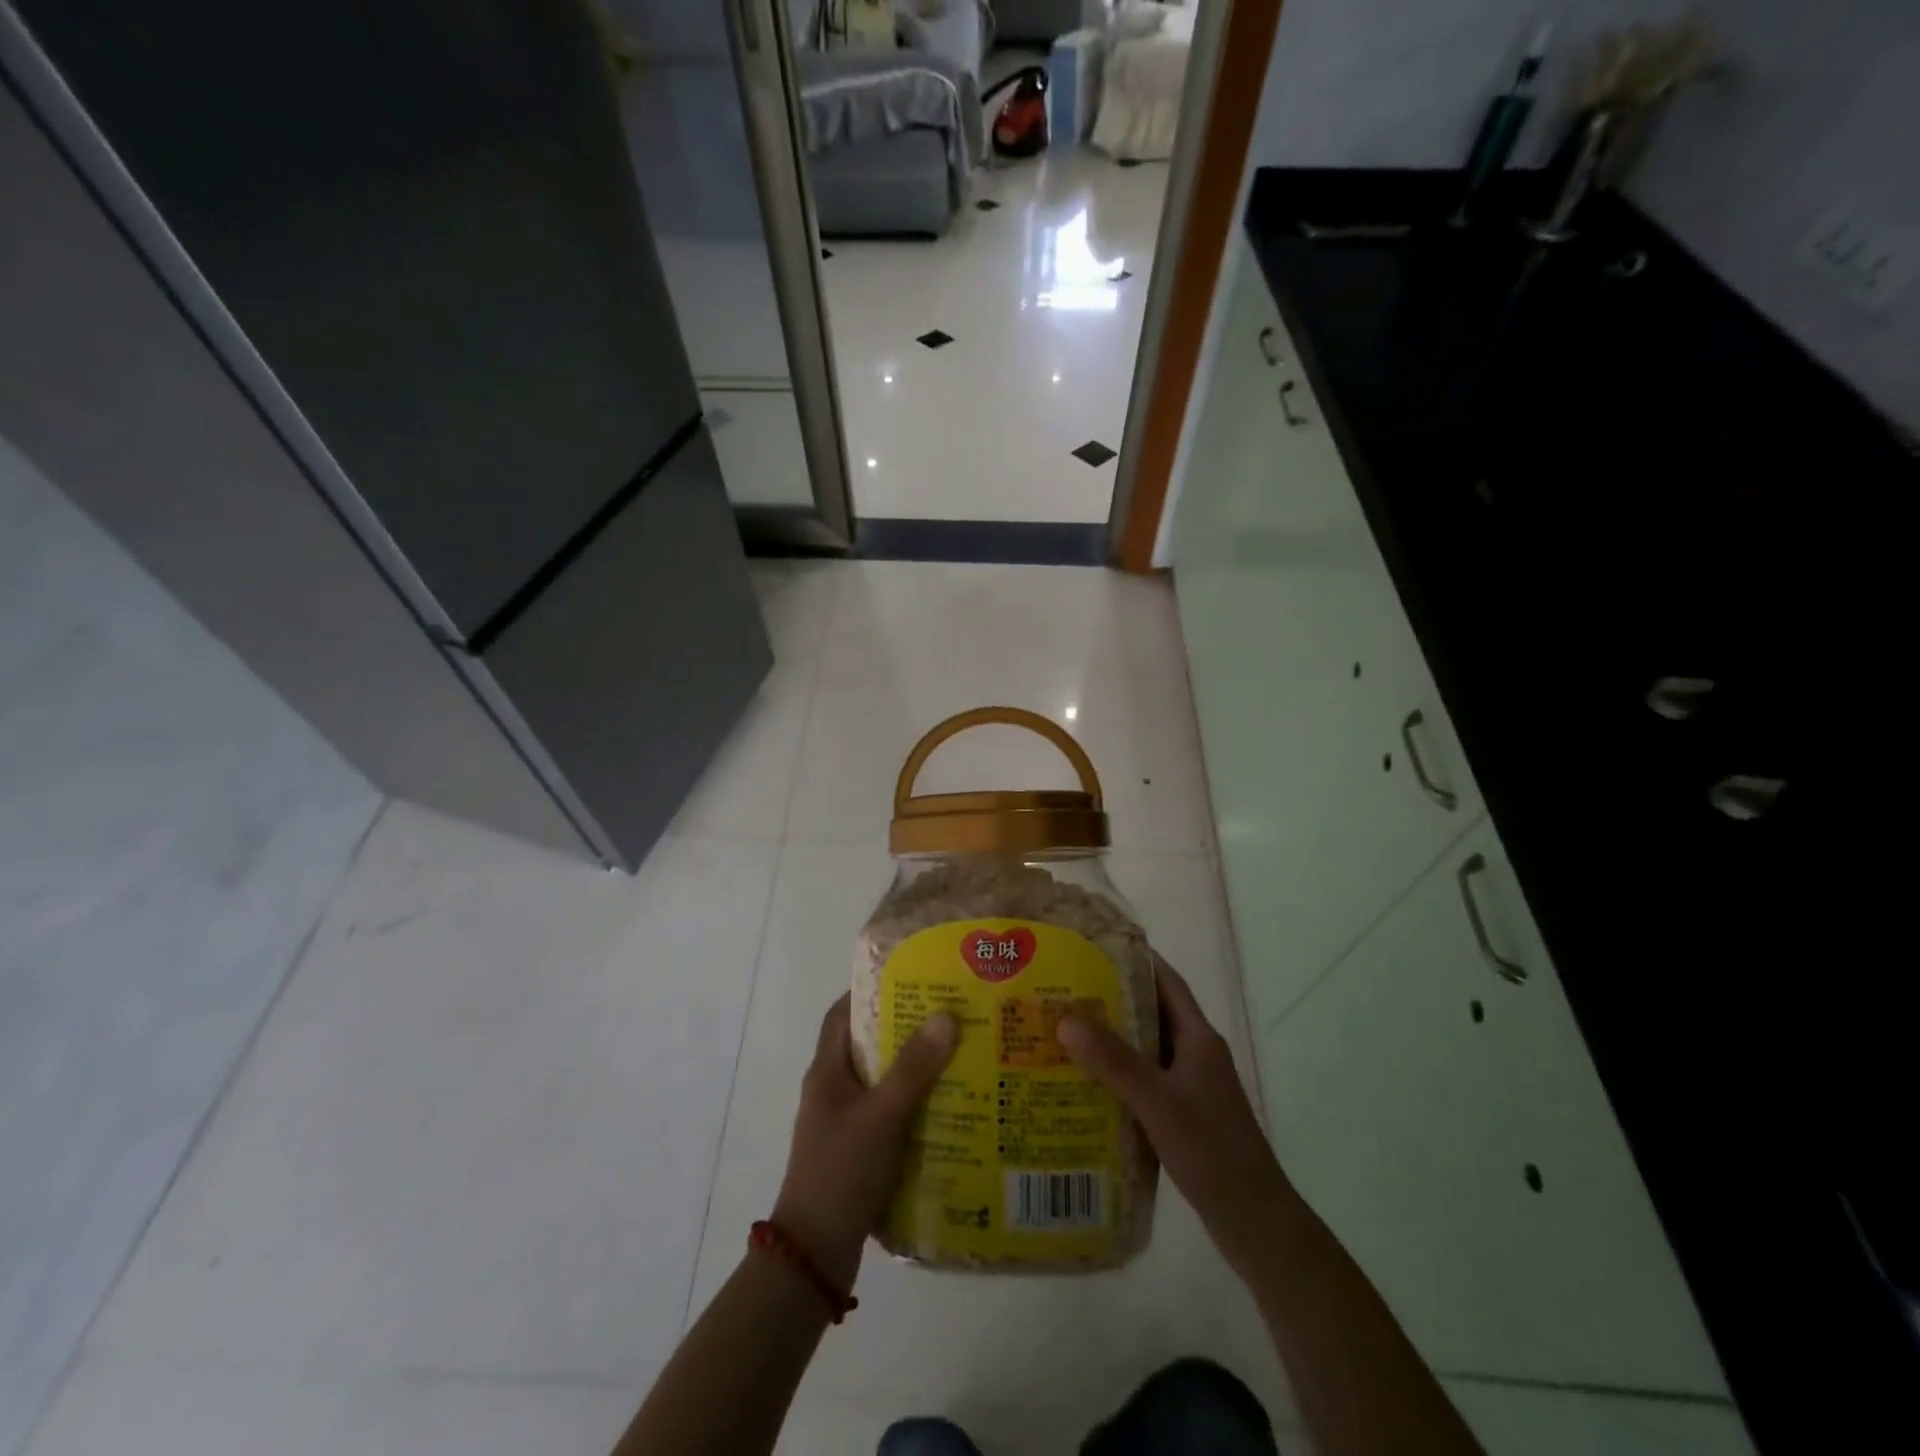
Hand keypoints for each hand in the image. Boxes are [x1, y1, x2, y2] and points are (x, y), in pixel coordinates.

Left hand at [770, 995, 957, 1288]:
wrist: (813, 1254)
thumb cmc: (841, 1171)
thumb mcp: (881, 1115)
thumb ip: (913, 1068)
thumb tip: (945, 1015)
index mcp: (827, 1071)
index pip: (842, 1014)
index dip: (869, 992)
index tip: (909, 980)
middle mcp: (832, 1090)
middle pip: (868, 1045)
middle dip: (904, 1029)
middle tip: (947, 1016)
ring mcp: (843, 1122)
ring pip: (881, 1081)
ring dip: (913, 1069)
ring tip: (957, 1056)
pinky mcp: (857, 1150)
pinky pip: (888, 1113)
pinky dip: (913, 1105)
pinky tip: (947, 1108)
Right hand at [1058, 958, 1293, 1274]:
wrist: (1253, 1218)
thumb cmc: (1209, 1148)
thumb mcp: (1156, 1100)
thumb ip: (1112, 1060)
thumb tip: (1066, 1019)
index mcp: (1199, 1038)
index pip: (1168, 982)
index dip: (1138, 960)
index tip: (1098, 947)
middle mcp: (1197, 1054)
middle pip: (1153, 1014)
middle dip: (1114, 1000)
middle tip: (1069, 990)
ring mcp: (1193, 1086)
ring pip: (1149, 1049)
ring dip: (1115, 1040)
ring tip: (1068, 1032)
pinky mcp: (1186, 1114)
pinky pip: (1148, 1080)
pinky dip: (1121, 1074)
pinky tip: (1088, 1083)